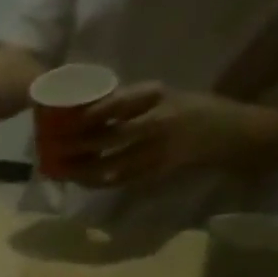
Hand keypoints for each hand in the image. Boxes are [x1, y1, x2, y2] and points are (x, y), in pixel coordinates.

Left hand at [42, 82, 245, 187]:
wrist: (225, 134)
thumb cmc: (190, 109)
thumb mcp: (164, 95)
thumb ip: (130, 102)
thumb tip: (89, 106)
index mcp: (158, 96)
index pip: (118, 103)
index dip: (91, 113)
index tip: (68, 119)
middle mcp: (156, 123)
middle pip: (108, 137)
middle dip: (76, 144)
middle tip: (52, 147)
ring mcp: (155, 151)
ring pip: (110, 164)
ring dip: (81, 168)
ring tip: (59, 169)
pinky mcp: (154, 173)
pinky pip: (119, 180)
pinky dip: (98, 181)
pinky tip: (82, 180)